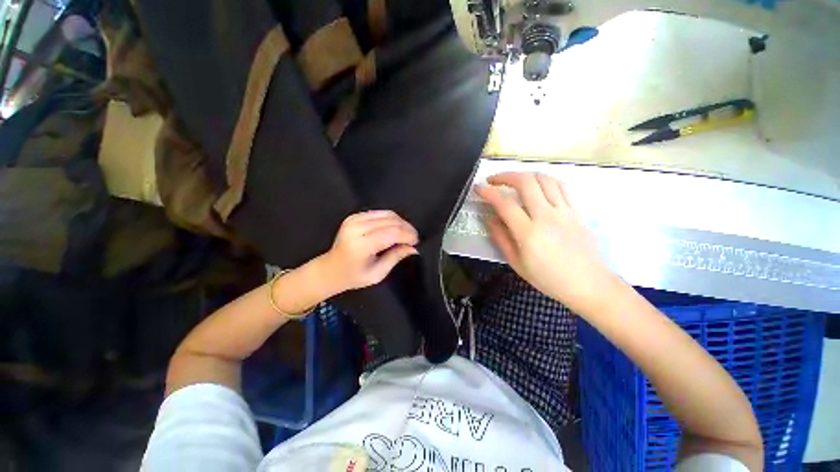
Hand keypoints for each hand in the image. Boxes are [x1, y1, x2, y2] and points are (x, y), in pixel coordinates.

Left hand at [318, 210, 418, 293]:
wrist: (330, 269)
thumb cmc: (353, 276)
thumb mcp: (377, 273)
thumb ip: (396, 257)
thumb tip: (413, 248)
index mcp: (361, 245)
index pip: (392, 233)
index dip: (408, 235)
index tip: (416, 242)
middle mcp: (356, 228)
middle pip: (391, 221)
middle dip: (407, 228)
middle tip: (414, 239)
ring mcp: (354, 219)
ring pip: (387, 214)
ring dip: (401, 223)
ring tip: (406, 234)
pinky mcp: (355, 216)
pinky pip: (380, 213)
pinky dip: (392, 219)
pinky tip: (395, 228)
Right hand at [475, 172, 620, 313]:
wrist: (588, 284)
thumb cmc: (548, 278)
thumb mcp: (517, 263)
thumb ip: (501, 238)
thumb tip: (489, 219)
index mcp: (529, 233)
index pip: (505, 204)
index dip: (488, 193)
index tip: (478, 188)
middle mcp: (547, 216)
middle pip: (526, 182)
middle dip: (505, 176)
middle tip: (494, 180)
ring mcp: (564, 211)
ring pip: (544, 179)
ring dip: (525, 175)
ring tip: (514, 181)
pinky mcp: (577, 211)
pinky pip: (561, 186)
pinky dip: (545, 180)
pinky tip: (538, 185)